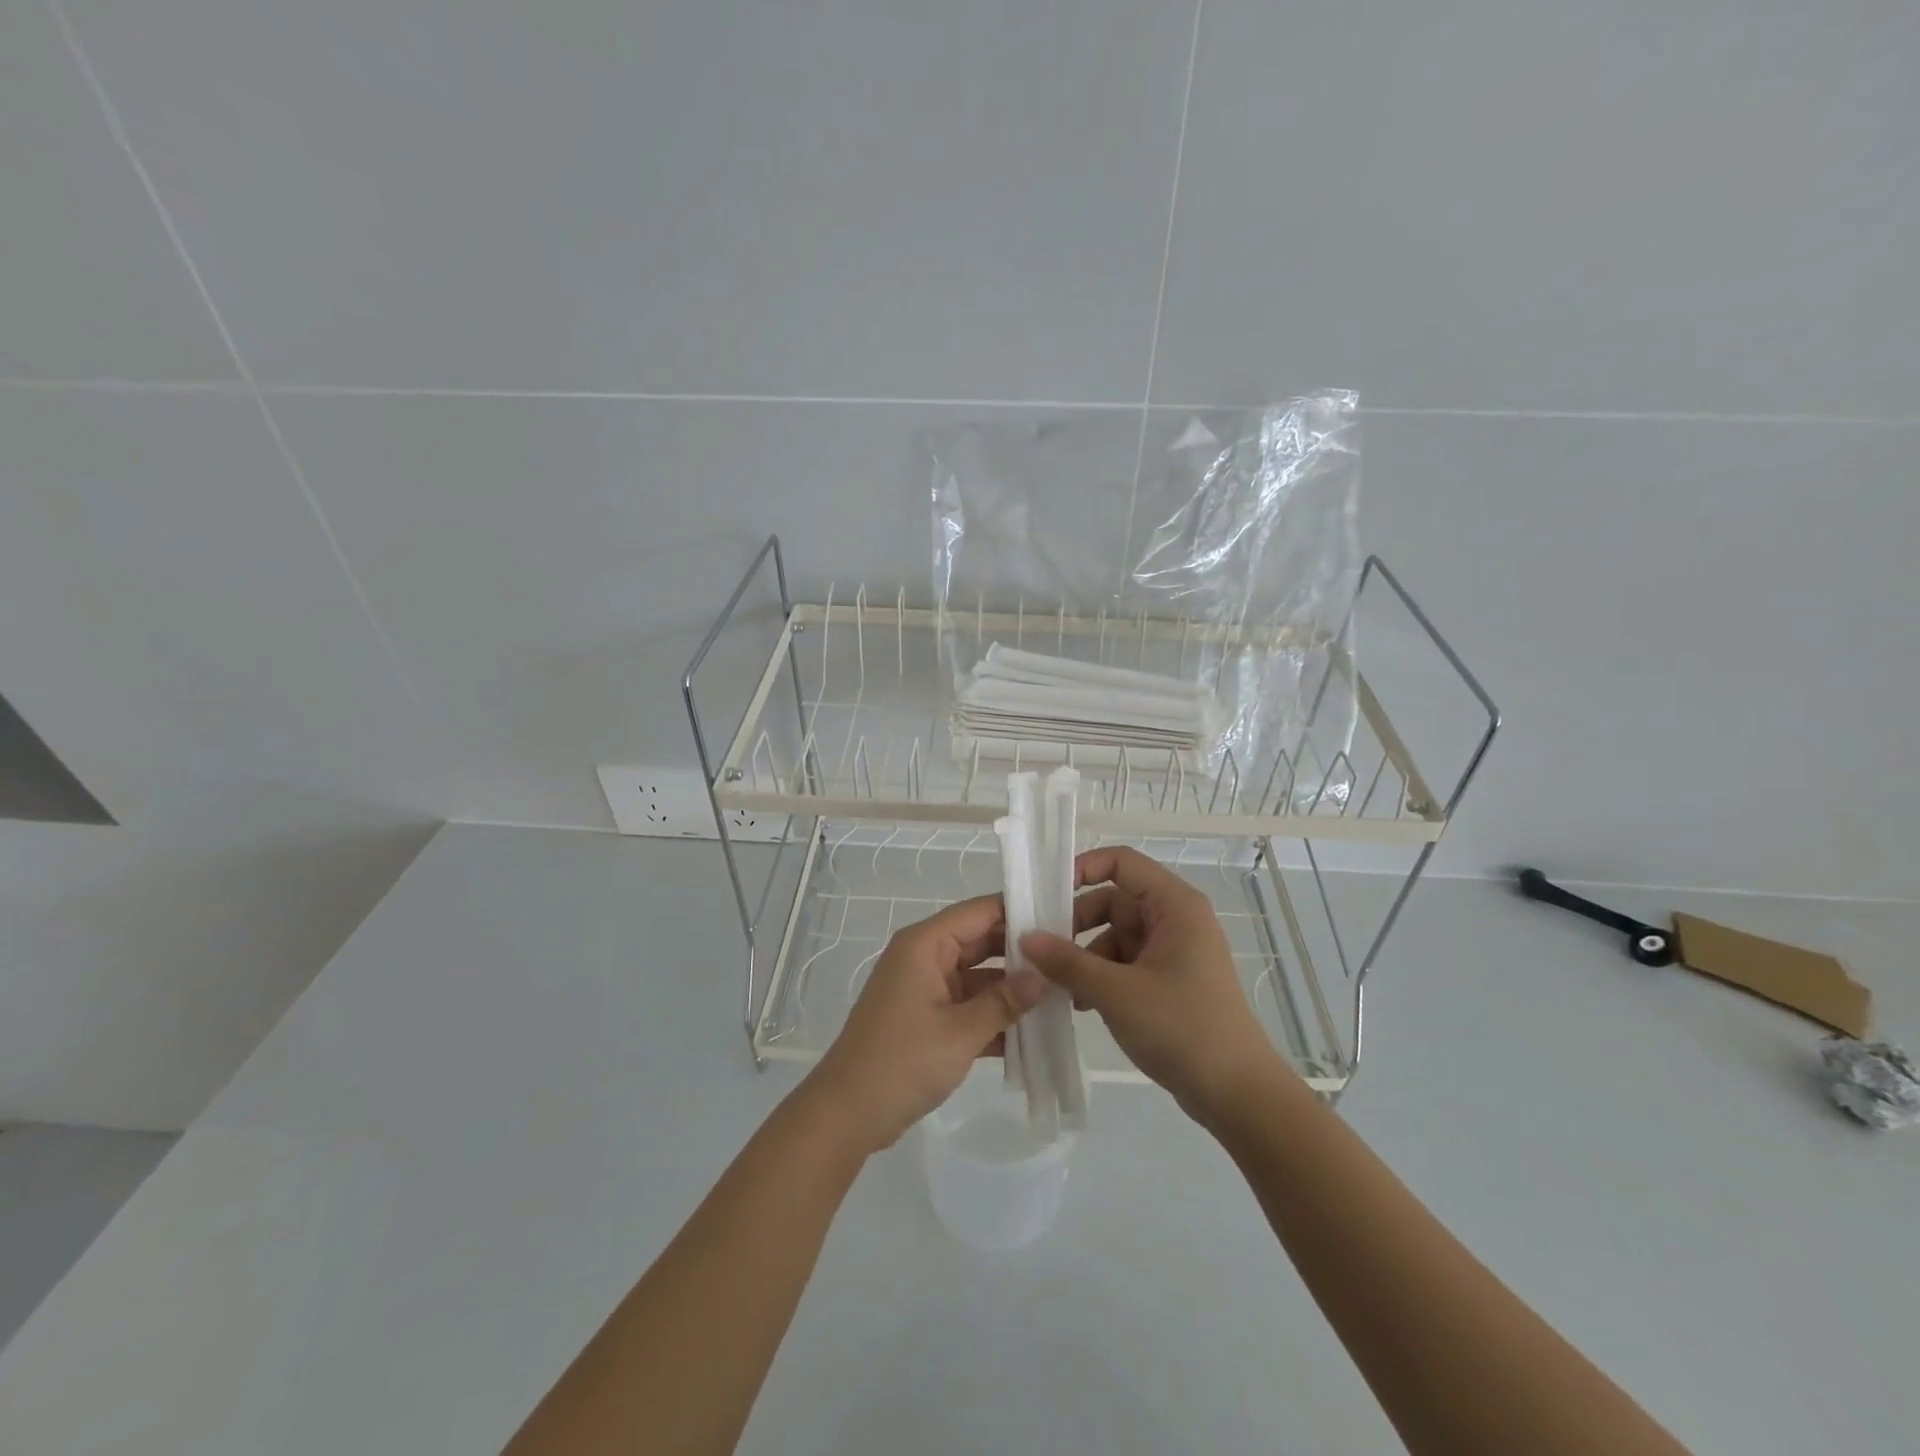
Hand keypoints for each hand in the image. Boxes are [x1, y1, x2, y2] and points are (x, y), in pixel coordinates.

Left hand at [804, 895, 1045, 1154]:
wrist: (847, 1114)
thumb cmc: (902, 1061)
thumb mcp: (961, 1032)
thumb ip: (1004, 1001)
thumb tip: (1043, 976)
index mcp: (925, 944)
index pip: (980, 911)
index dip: (1019, 910)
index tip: (1063, 915)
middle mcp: (924, 957)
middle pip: (981, 942)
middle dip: (1021, 954)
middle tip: (1069, 958)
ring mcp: (924, 988)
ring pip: (977, 977)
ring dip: (1010, 990)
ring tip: (1062, 995)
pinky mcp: (925, 1018)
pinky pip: (967, 1006)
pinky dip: (992, 1016)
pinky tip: (1032, 1032)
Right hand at [1020, 846, 1286, 1127]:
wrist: (1237, 1094)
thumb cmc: (1181, 1028)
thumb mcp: (1115, 992)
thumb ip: (1067, 962)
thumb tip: (1025, 937)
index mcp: (1174, 906)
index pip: (1122, 863)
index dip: (1082, 869)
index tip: (1046, 895)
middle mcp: (1176, 919)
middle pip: (1115, 900)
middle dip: (1077, 923)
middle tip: (1042, 948)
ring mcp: (1175, 951)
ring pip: (1117, 935)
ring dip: (1086, 955)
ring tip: (1060, 986)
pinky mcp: (1171, 981)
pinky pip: (1127, 962)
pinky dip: (1102, 975)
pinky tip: (1082, 1004)